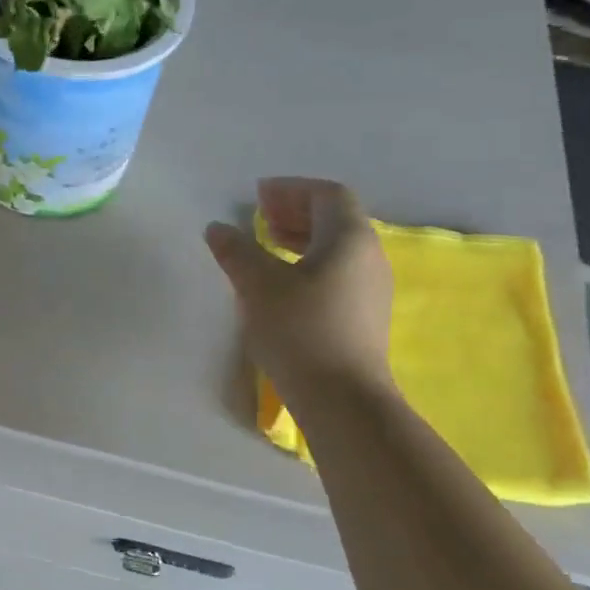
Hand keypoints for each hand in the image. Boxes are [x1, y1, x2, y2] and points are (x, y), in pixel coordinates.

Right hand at [204, 178, 393, 394]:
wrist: (342, 400)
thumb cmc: (300, 331)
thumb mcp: (258, 286)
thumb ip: (236, 251)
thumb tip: (218, 228)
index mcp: (350, 238)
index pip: (327, 194)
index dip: (291, 189)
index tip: (258, 196)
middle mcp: (369, 256)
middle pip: (335, 218)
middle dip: (295, 212)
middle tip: (259, 217)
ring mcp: (371, 288)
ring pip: (336, 248)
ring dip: (301, 238)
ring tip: (267, 246)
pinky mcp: (365, 316)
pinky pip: (337, 272)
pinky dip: (309, 263)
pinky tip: (283, 283)